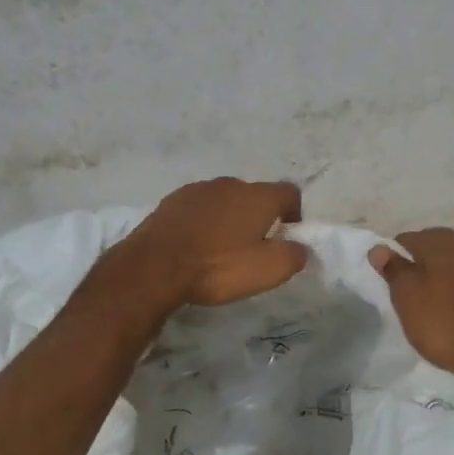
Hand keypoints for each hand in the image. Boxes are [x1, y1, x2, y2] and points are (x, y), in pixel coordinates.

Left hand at [124, 177, 307, 307]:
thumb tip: (300, 247)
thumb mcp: (268, 270)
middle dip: (259, 216)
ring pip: (224, 200)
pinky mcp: (171, 201)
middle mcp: (230, 184)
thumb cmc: (218, 267)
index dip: (294, 213)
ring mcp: (197, 190)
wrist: (154, 267)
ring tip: (222, 248)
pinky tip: (195, 245)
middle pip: (255, 195)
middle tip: (254, 246)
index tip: (288, 235)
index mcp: (258, 196)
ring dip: (229, 218)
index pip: (289, 192)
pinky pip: (198, 208)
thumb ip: (294, 255)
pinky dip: (203, 222)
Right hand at [368, 228, 453, 387]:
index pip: (406, 239)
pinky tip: (444, 313)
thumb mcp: (407, 296)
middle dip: (415, 267)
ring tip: (421, 307)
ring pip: (448, 267)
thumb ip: (393, 269)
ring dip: (434, 281)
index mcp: (439, 242)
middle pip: (430, 250)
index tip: (385, 282)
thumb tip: (378, 247)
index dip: (392, 258)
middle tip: (402, 295)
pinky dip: (450, 294)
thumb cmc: (444, 321)